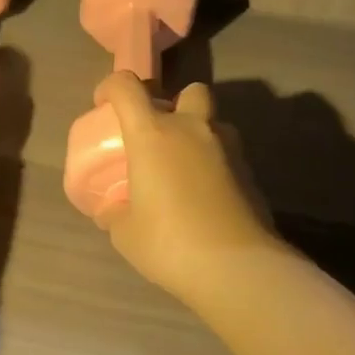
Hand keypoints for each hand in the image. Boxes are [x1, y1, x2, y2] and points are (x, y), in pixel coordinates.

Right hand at [91, 73, 279, 301]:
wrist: (237, 268)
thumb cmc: (169, 243)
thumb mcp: (125, 233)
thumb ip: (115, 213)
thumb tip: (112, 210)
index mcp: (153, 134)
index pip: (127, 87)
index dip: (111, 88)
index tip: (103, 105)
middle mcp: (192, 129)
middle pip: (189, 91)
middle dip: (175, 104)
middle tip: (160, 135)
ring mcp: (227, 148)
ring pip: (214, 122)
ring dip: (199, 134)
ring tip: (184, 168)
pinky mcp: (250, 172)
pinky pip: (228, 155)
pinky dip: (215, 165)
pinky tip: (205, 197)